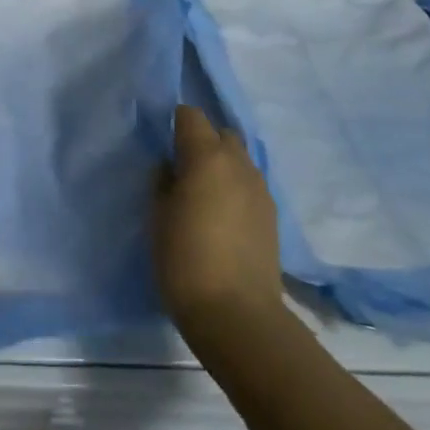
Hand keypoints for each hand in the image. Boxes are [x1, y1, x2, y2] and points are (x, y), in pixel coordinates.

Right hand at [154, 105, 285, 346]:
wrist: (237, 314)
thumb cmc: (185, 259)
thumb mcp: (157, 216)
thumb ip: (163, 181)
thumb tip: (171, 167)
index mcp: (207, 156)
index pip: (191, 115)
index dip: (175, 122)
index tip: (162, 141)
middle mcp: (238, 163)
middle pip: (222, 133)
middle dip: (203, 140)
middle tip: (182, 166)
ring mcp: (260, 189)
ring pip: (239, 158)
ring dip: (221, 164)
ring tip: (203, 192)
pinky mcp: (272, 215)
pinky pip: (249, 184)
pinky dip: (235, 186)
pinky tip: (222, 214)